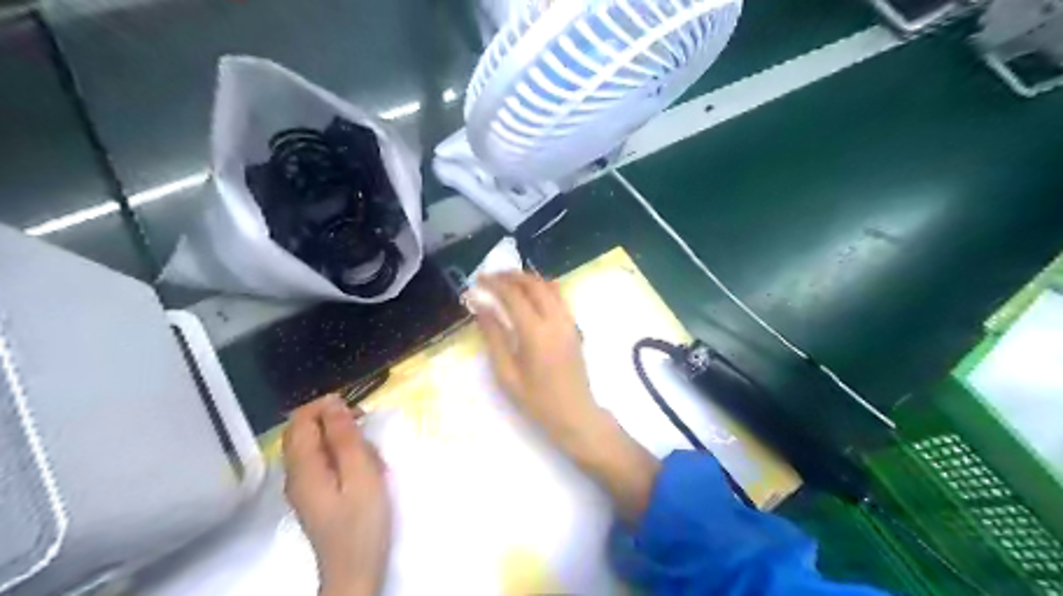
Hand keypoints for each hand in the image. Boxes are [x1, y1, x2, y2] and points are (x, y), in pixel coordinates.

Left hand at [284, 396, 391, 595]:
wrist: (355, 571)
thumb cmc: (362, 522)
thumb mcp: (361, 475)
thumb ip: (345, 438)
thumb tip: (333, 402)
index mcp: (303, 467)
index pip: (301, 420)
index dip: (326, 406)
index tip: (358, 411)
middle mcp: (296, 473)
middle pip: (304, 432)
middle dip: (336, 423)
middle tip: (367, 432)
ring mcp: (304, 486)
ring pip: (316, 446)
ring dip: (344, 441)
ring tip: (371, 457)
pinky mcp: (316, 495)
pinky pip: (324, 462)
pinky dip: (344, 458)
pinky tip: (365, 471)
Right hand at [475, 275, 605, 450]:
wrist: (575, 414)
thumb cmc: (537, 400)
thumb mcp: (507, 373)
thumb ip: (493, 336)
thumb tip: (480, 307)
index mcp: (535, 332)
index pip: (513, 295)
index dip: (494, 284)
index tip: (478, 280)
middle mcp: (555, 320)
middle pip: (534, 284)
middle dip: (511, 275)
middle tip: (491, 277)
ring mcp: (569, 322)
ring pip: (550, 286)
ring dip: (528, 279)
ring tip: (507, 281)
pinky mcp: (574, 327)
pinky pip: (559, 297)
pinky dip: (541, 288)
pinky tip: (528, 296)